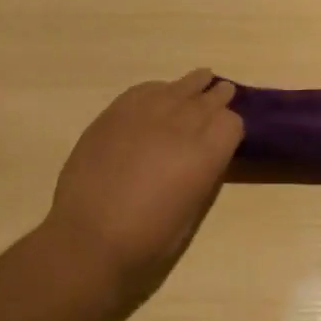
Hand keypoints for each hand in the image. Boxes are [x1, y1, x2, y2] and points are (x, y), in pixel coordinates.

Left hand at [46, 69, 243, 308]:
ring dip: (193, 86)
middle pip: (209, 98)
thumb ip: (204, 172)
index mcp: (205, 153)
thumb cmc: (147, 239)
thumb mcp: (192, 210)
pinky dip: (158, 90)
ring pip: (180, 86)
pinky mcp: (116, 112)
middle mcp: (181, 125)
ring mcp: (147, 113)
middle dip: (218, 97)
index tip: (227, 134)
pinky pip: (146, 89)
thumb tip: (205, 154)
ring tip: (200, 80)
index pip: (232, 122)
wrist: (88, 238)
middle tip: (222, 93)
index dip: (231, 127)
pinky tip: (159, 94)